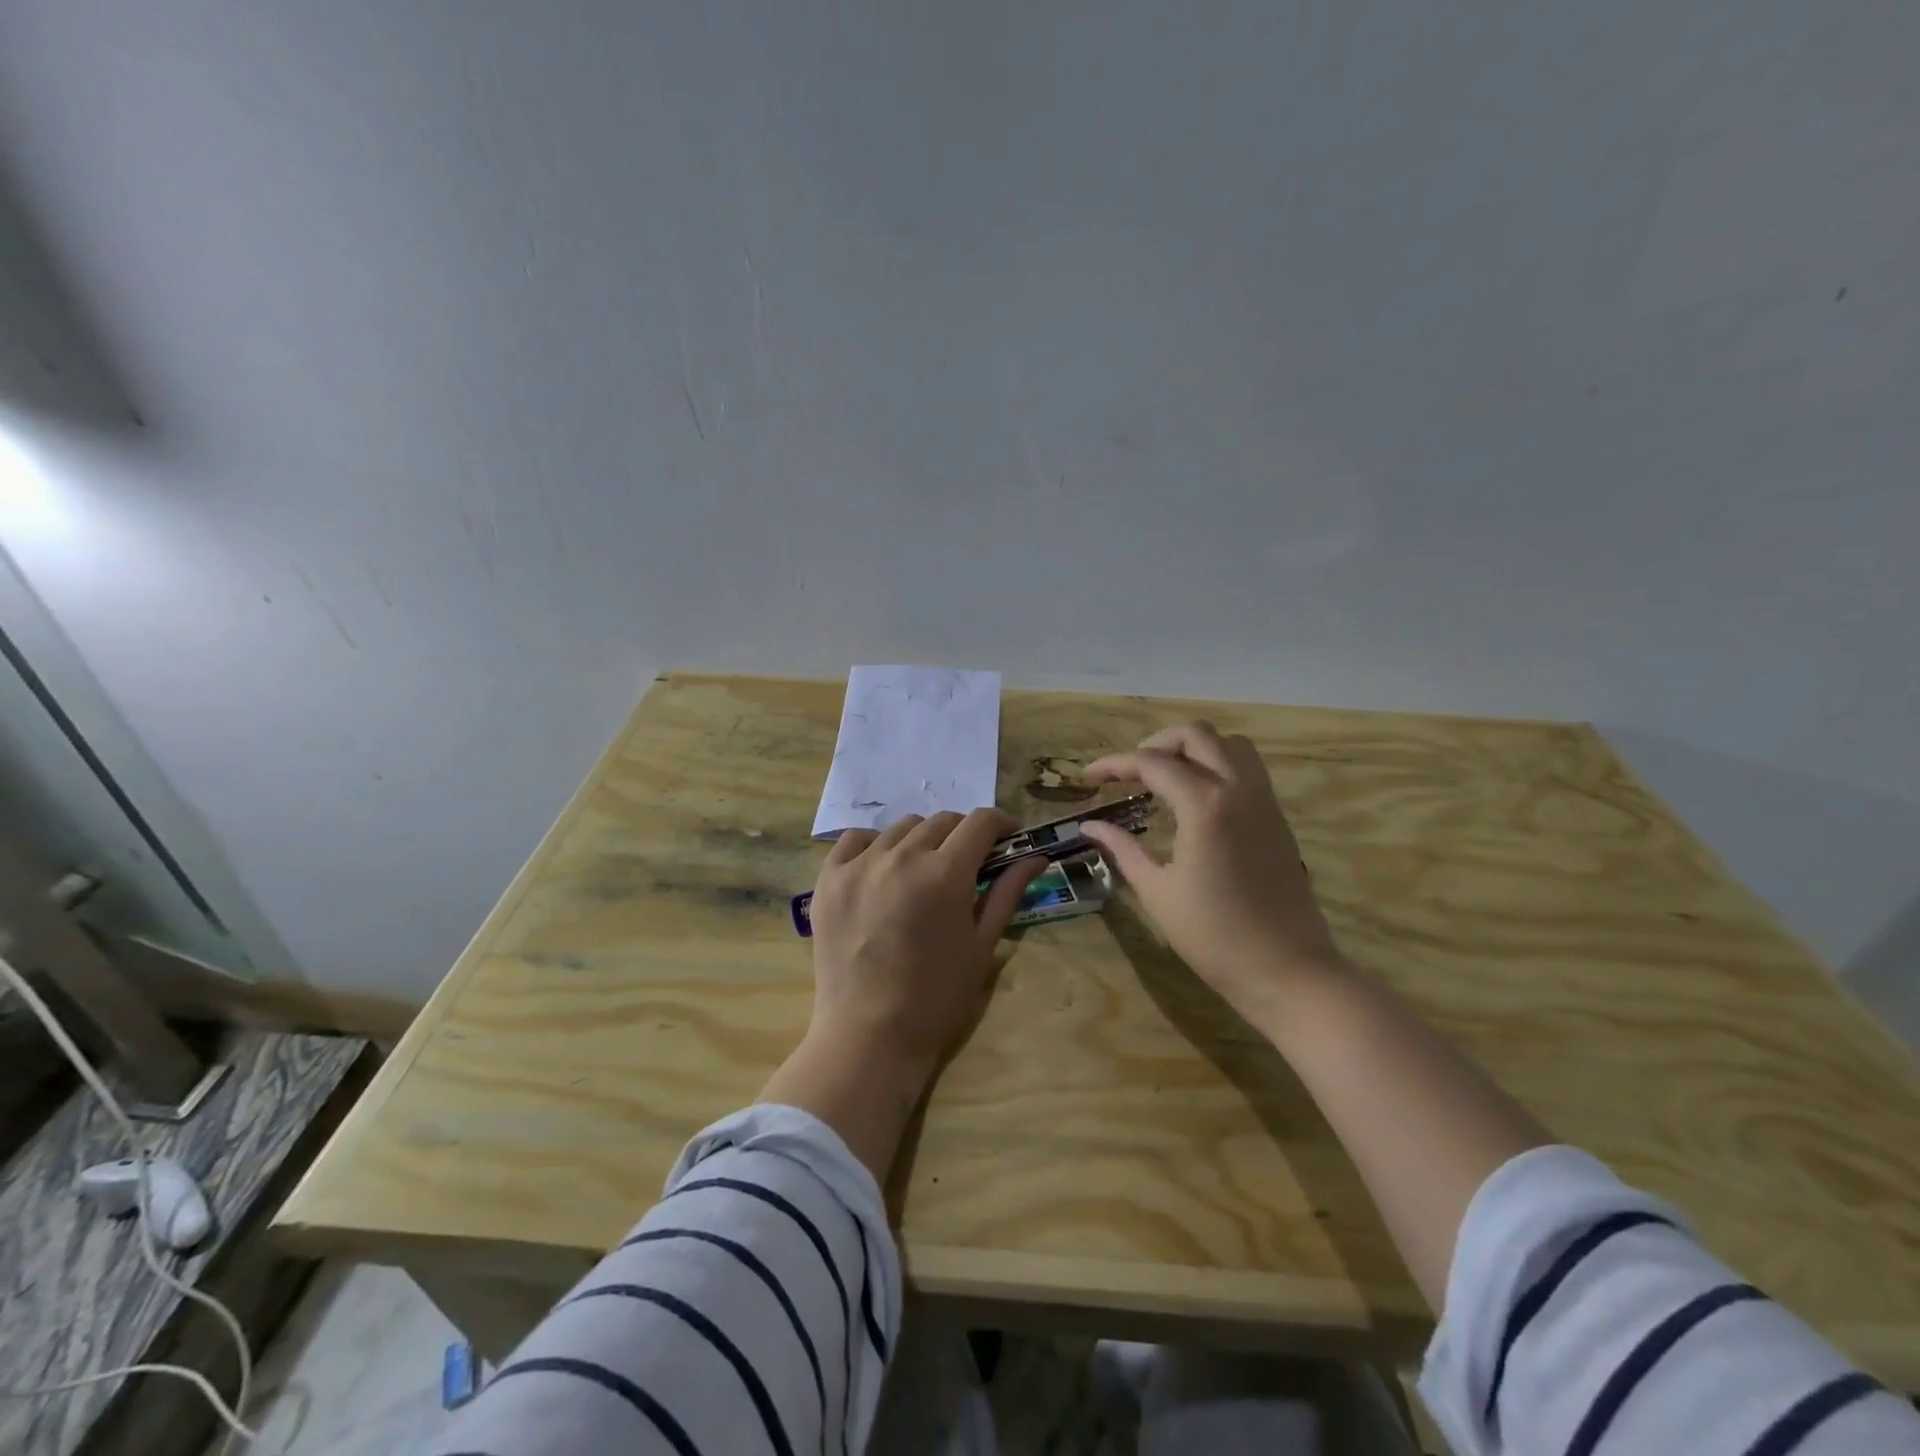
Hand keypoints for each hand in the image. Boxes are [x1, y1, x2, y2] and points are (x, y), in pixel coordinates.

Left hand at [807, 808, 1046, 1083]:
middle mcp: (902, 856)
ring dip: (922, 840)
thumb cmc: (937, 997)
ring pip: (901, 827)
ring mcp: (860, 865)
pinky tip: (882, 869)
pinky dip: (875, 845)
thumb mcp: (982, 945)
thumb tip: (1036, 856)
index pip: (980, 822)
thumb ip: (1007, 892)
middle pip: (942, 821)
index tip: (1008, 836)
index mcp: (946, 873)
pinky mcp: (829, 878)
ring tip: (924, 869)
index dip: (1001, 823)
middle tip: (969, 861)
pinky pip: (855, 839)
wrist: (869, 1036)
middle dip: (964, 834)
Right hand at [1079, 722, 1344, 1026]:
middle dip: (1156, 743)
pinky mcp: (1277, 817)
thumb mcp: (1157, 891)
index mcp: (1204, 805)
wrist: (1287, 970)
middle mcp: (1238, 789)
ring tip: (1165, 777)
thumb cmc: (1213, 936)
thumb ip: (1123, 849)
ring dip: (1193, 749)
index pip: (1152, 762)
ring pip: (1229, 744)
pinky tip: (1196, 798)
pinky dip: (1217, 765)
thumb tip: (1090, 826)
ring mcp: (1264, 800)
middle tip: (1130, 772)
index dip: (1115, 764)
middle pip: (1196, 735)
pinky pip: (1247, 768)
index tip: (1089, 777)